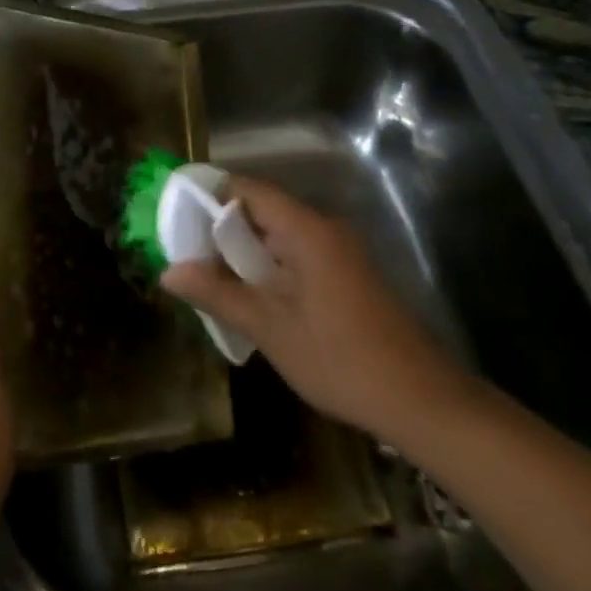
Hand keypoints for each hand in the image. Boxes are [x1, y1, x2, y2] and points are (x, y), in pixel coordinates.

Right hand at [161, 178, 471, 439]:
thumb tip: (168, 272)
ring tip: (210, 281)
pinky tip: (252, 300)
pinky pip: (297, 255)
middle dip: (221, 230)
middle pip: (262, 210)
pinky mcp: (348, 275)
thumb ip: (217, 294)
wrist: (422, 401)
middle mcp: (324, 228)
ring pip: (279, 236)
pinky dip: (269, 268)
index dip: (210, 197)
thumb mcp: (269, 328)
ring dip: (244, 254)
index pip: (248, 189)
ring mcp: (340, 252)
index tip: (176, 218)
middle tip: (186, 257)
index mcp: (305, 229)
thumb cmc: (340, 359)